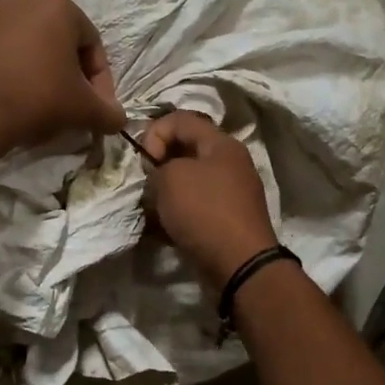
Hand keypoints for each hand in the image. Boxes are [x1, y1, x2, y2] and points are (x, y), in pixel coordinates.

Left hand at [0, 0, 125, 152]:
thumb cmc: (38, 98)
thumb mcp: (84, 109)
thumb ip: (109, 112)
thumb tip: (118, 119)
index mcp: (58, 6)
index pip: (91, 44)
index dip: (99, 80)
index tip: (96, 107)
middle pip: (56, 40)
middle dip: (66, 71)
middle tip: (67, 104)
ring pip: (24, 44)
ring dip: (34, 68)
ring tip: (34, 102)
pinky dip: (5, 70)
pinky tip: (6, 97)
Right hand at [143, 110, 277, 286]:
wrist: (239, 265)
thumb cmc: (204, 211)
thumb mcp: (171, 178)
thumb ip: (158, 164)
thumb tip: (161, 172)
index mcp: (222, 143)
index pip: (180, 119)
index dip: (155, 133)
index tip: (145, 161)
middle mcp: (231, 163)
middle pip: (186, 150)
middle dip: (160, 164)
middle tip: (148, 184)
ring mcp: (231, 193)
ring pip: (189, 180)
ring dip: (167, 191)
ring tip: (155, 209)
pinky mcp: (227, 219)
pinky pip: (196, 206)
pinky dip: (179, 213)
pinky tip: (166, 228)